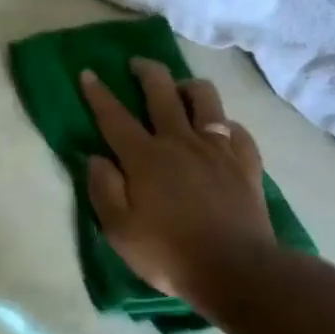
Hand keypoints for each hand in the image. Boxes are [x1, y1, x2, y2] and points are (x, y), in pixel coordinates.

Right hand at [81, 59, 276, 304]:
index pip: (115, 116)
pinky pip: (236, 130)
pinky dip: (224, 124)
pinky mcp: (246, 163)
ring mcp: (217, 149)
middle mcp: (180, 142)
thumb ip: (103, 189)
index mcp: (145, 157)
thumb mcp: (119, 230)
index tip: (89, 73)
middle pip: (162, 92)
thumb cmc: (168, 253)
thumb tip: (96, 158)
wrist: (234, 269)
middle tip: (137, 63)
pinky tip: (220, 132)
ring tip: (180, 90)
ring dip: (189, 87)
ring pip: (205, 99)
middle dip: (146, 72)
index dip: (99, 93)